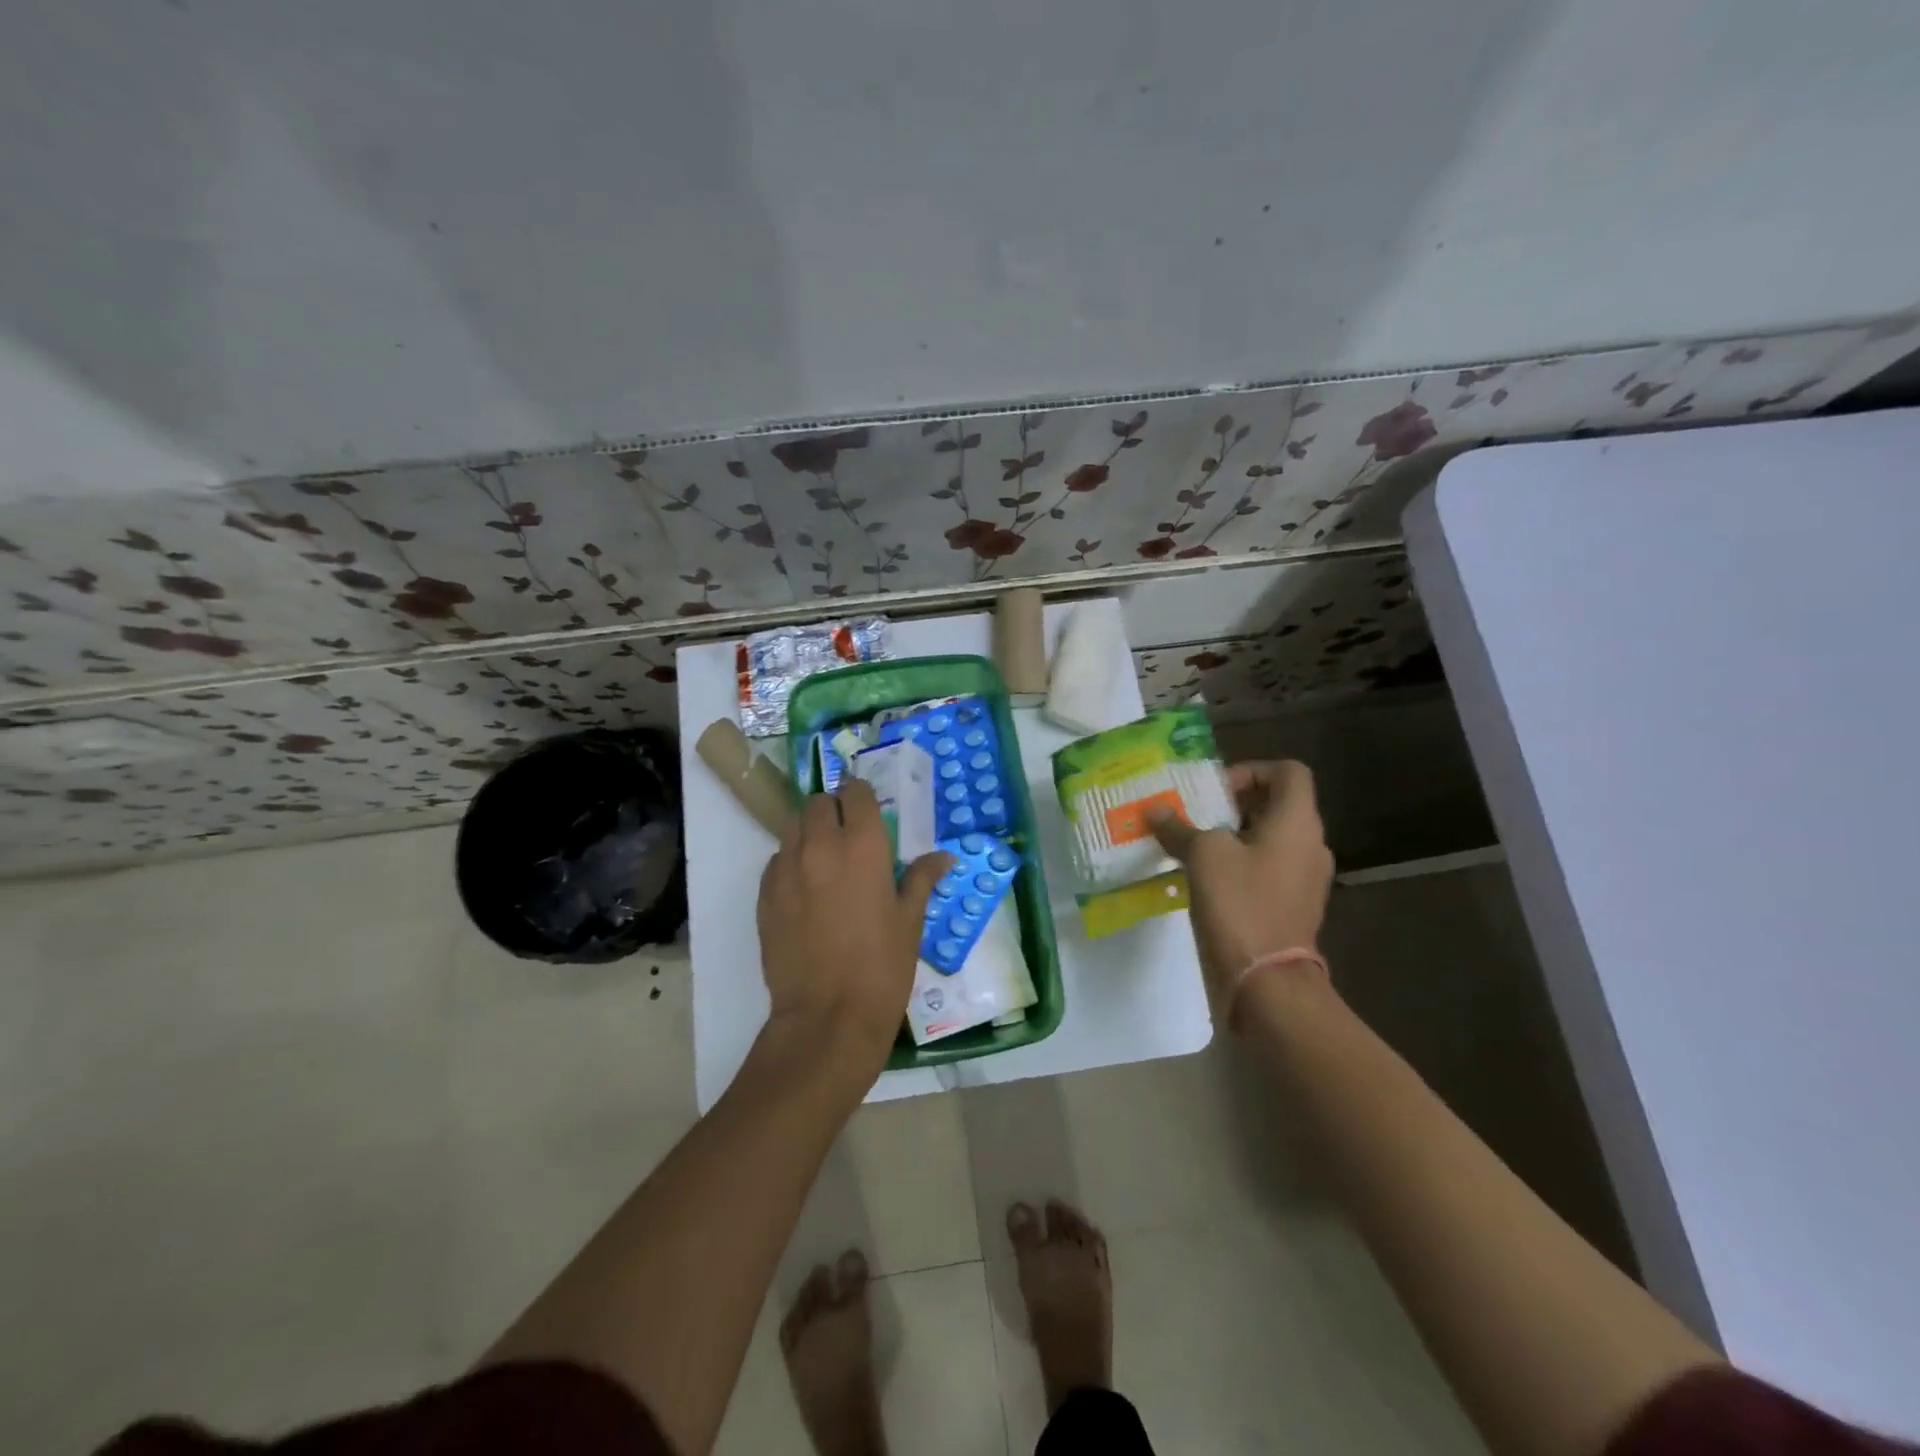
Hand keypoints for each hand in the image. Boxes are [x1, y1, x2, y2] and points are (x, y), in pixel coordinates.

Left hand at [756, 780, 950, 1078]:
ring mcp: (787, 869)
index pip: (855, 793)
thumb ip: (921, 879)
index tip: (869, 811)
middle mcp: (821, 846)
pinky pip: (776, 861)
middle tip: (849, 837)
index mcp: (863, 846)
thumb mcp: (911, 922)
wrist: (827, 1018)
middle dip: (834, 811)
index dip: (862, 796)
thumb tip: (942, 857)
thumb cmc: (882, 968)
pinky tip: (805, 891)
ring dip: (810, 834)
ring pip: (793, 828)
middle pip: (818, 803)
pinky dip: (791, 863)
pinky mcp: (764, 895)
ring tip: (826, 862)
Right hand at [1148, 760, 1333, 1026]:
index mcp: (1297, 822)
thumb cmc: (1240, 904)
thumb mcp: (1203, 856)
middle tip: (1196, 817)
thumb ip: (1179, 828)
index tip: (1214, 792)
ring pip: (1270, 839)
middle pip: (1277, 805)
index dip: (1250, 771)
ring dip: (1233, 837)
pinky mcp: (1293, 907)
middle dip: (1233, 805)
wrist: (1267, 982)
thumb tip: (1155, 811)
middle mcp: (1310, 845)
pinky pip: (1267, 870)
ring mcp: (1305, 879)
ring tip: (1194, 847)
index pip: (1287, 772)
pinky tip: (1206, 880)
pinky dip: (1240, 866)